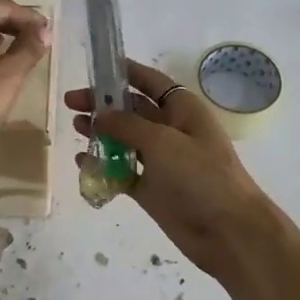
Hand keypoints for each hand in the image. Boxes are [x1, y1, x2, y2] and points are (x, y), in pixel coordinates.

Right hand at [65, 59, 278, 280]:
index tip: (95, 67)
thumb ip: (127, 125)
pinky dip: (104, 165)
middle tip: (71, 103)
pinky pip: (122, 171)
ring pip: (125, 140)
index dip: (125, 72)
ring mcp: (161, 161)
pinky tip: (82, 161)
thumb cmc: (201, 176)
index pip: (151, 82)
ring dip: (101, 133)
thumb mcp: (163, 142)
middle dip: (103, 105)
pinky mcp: (152, 189)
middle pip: (132, 110)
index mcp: (183, 110)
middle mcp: (171, 131)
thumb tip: (98, 114)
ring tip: (74, 128)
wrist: (228, 231)